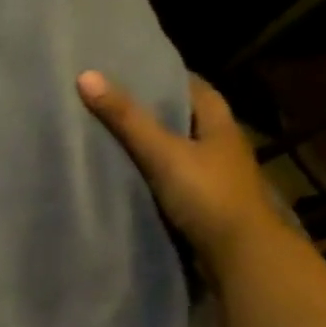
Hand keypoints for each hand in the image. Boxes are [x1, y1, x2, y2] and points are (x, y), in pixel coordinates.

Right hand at [77, 70, 284, 276]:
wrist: (239, 256)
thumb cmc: (206, 195)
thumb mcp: (162, 152)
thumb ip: (125, 118)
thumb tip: (86, 75)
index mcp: (221, 126)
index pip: (197, 89)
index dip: (169, 77)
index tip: (136, 71)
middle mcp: (222, 148)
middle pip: (188, 119)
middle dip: (157, 110)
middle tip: (116, 102)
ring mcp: (215, 179)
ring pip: (181, 151)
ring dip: (155, 144)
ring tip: (114, 136)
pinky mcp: (205, 205)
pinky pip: (175, 179)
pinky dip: (154, 173)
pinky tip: (129, 175)